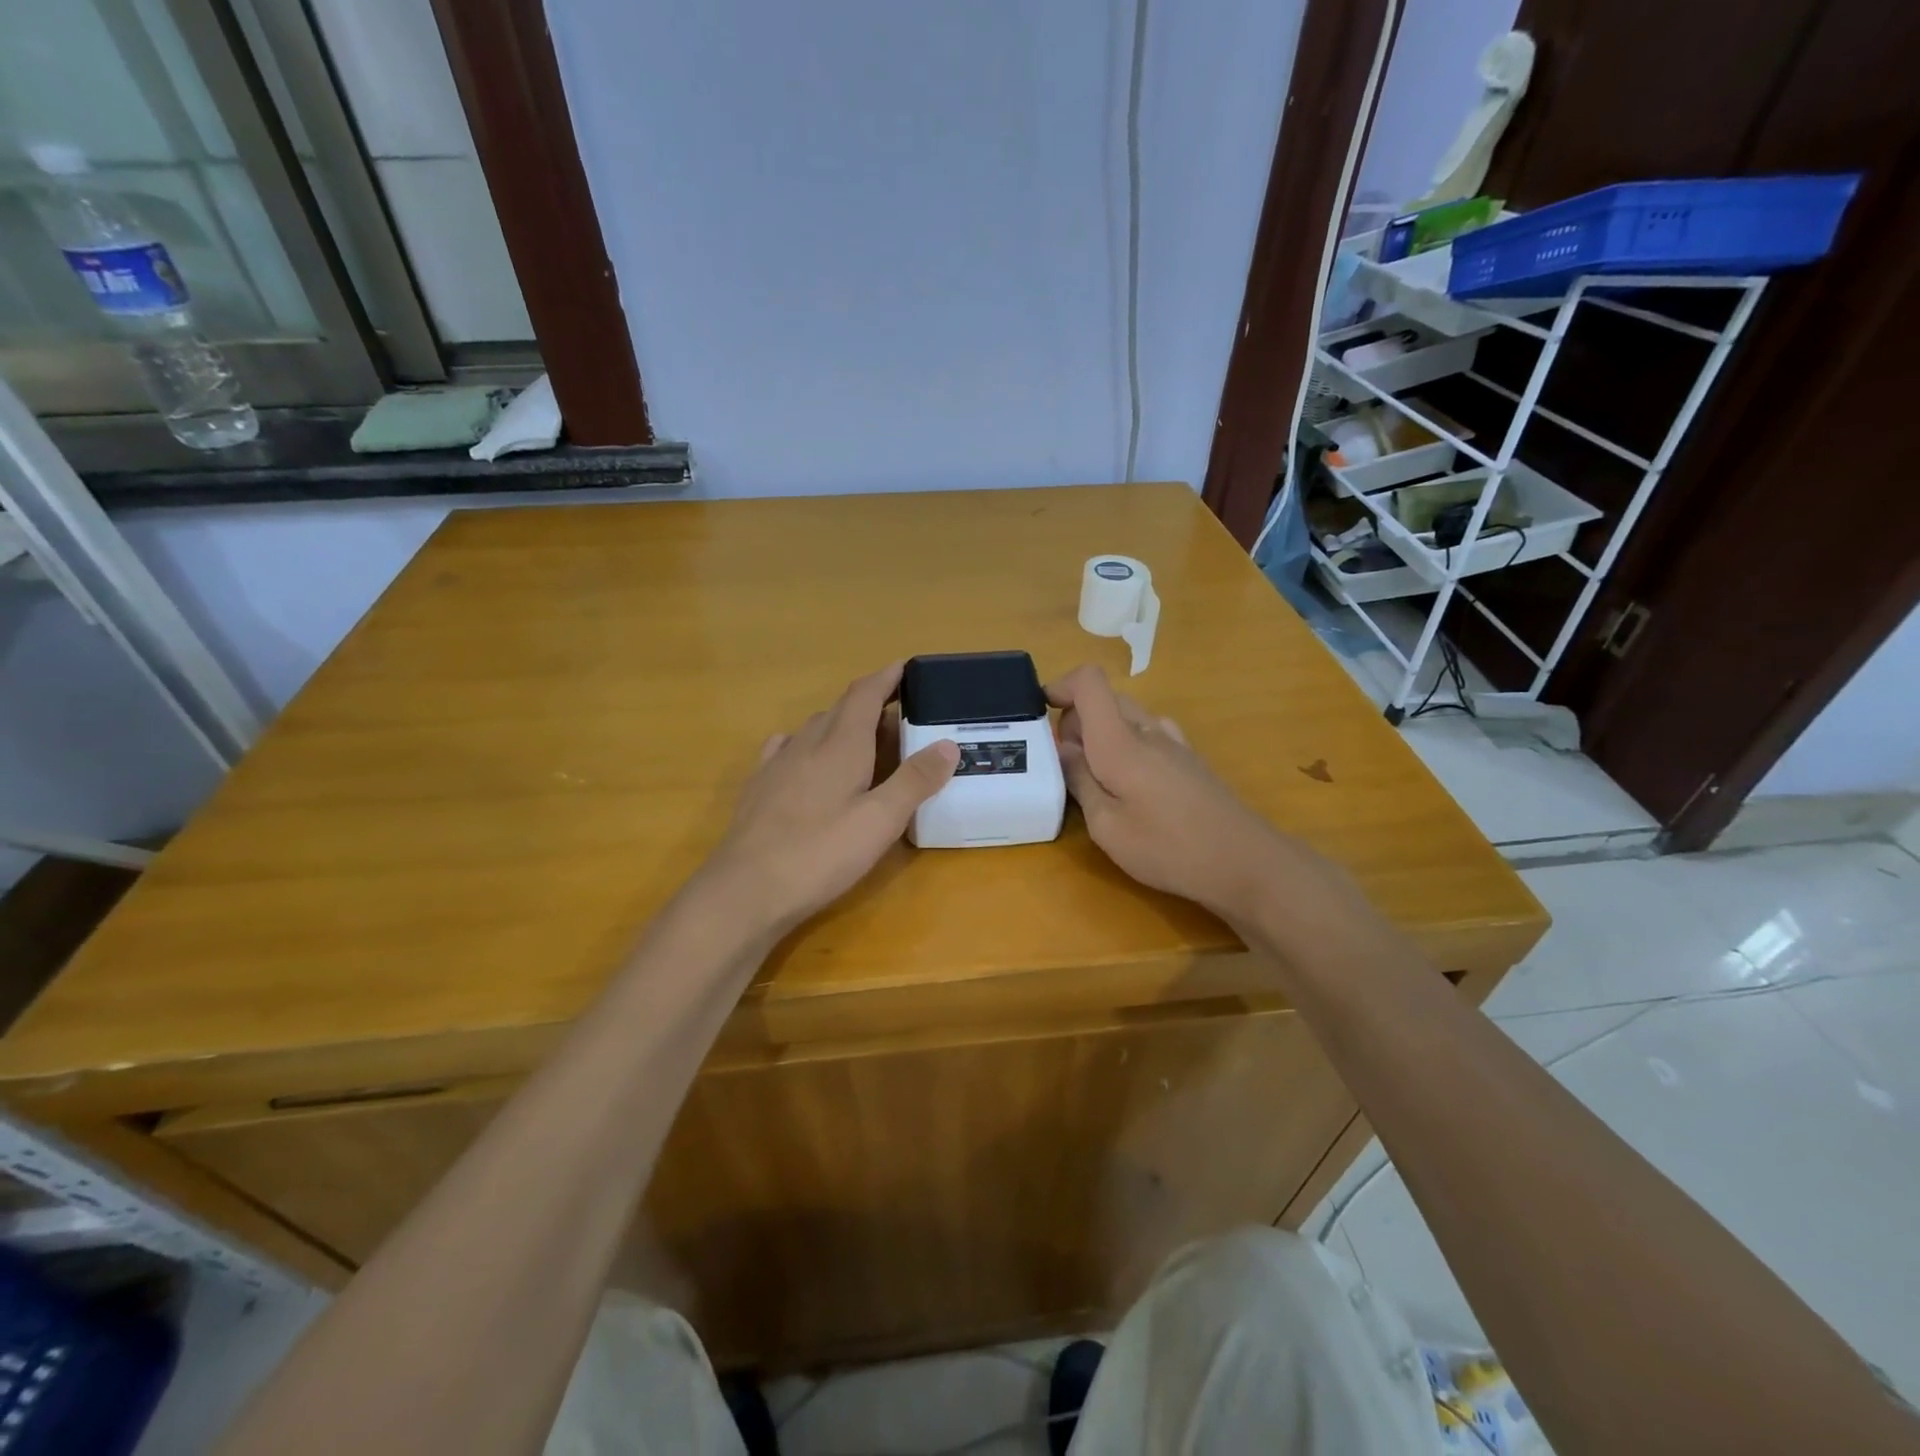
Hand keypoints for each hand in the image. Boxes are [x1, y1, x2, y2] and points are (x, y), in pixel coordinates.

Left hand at [707, 663, 958, 932]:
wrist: (745, 889)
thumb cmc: (820, 854)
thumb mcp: (880, 821)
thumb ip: (915, 781)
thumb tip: (948, 744)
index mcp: (841, 745)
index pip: (865, 694)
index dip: (886, 677)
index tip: (906, 668)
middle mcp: (807, 744)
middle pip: (841, 709)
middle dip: (870, 702)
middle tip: (899, 714)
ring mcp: (777, 764)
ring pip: (814, 728)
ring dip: (841, 724)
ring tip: (863, 739)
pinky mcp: (759, 788)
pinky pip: (786, 749)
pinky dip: (807, 744)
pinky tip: (805, 758)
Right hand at [1049, 664, 1287, 919]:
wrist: (1245, 862)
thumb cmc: (1168, 848)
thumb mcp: (1107, 827)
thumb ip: (1080, 782)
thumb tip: (1062, 749)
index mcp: (1120, 741)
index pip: (1089, 681)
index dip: (1061, 686)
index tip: (1041, 713)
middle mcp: (1147, 730)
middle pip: (1104, 698)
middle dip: (1075, 719)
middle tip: (1066, 764)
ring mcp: (1173, 743)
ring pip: (1127, 716)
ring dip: (1102, 733)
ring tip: (1096, 777)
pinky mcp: (1189, 760)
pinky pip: (1149, 734)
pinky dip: (1128, 745)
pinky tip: (1131, 783)